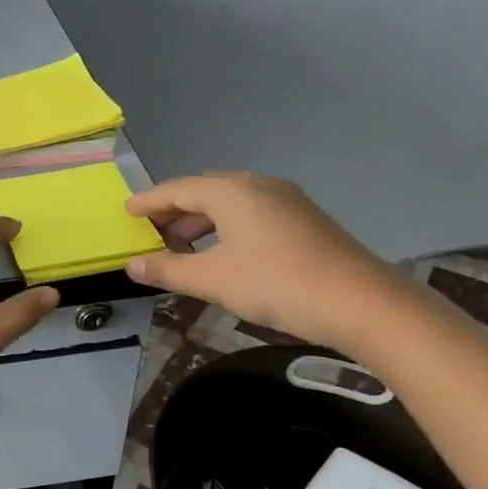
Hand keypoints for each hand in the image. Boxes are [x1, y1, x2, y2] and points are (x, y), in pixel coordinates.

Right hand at [124, 172, 402, 352]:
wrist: (360, 302)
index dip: (149, 201)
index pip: (177, 189)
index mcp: (231, 191)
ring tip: (182, 246)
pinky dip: (227, 227)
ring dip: (202, 221)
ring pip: (231, 203)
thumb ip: (168, 270)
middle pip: (205, 191)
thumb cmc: (276, 283)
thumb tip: (132, 266)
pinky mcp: (304, 220)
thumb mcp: (212, 279)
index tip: (127, 211)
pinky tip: (224, 253)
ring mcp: (286, 201)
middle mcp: (258, 186)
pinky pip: (252, 213)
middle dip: (175, 210)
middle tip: (151, 231)